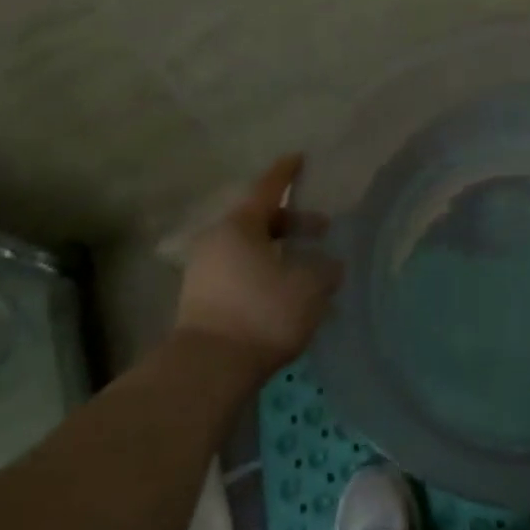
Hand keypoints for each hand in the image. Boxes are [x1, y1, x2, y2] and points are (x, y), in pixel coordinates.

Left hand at [171, 154, 342, 370]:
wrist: (207, 371)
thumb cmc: (262, 313)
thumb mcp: (309, 288)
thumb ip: (325, 270)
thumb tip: (330, 265)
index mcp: (241, 225)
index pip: (268, 188)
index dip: (287, 172)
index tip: (299, 158)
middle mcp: (218, 241)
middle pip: (260, 221)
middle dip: (292, 224)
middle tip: (322, 232)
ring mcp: (204, 272)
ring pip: (250, 250)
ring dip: (279, 254)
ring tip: (307, 270)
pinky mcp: (200, 302)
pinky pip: (240, 275)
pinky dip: (265, 275)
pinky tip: (286, 295)